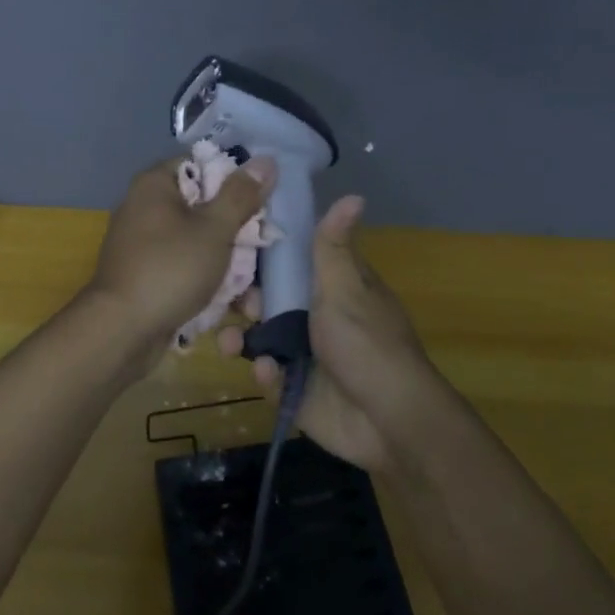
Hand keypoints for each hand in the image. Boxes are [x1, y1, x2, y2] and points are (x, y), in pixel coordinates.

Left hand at [87, 151, 276, 347]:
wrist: (122, 332)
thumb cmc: (170, 269)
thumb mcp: (214, 229)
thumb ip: (241, 195)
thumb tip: (265, 160)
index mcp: (155, 185)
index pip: (202, 165)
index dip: (235, 181)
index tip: (261, 204)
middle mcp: (146, 208)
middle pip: (205, 208)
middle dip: (237, 234)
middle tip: (261, 252)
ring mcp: (145, 245)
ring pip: (200, 244)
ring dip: (229, 266)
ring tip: (252, 296)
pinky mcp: (148, 276)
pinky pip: (186, 269)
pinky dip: (208, 283)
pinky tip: (231, 306)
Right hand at [217, 195, 440, 472]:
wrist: (388, 420)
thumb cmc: (366, 344)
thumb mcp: (346, 288)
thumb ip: (333, 246)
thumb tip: (353, 194)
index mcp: (330, 288)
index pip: (289, 262)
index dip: (260, 255)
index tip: (228, 246)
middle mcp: (315, 316)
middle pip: (267, 299)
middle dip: (243, 301)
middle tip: (226, 302)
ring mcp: (304, 354)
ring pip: (260, 337)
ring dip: (241, 337)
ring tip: (228, 343)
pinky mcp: (296, 389)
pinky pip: (268, 373)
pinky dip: (265, 372)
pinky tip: (268, 373)